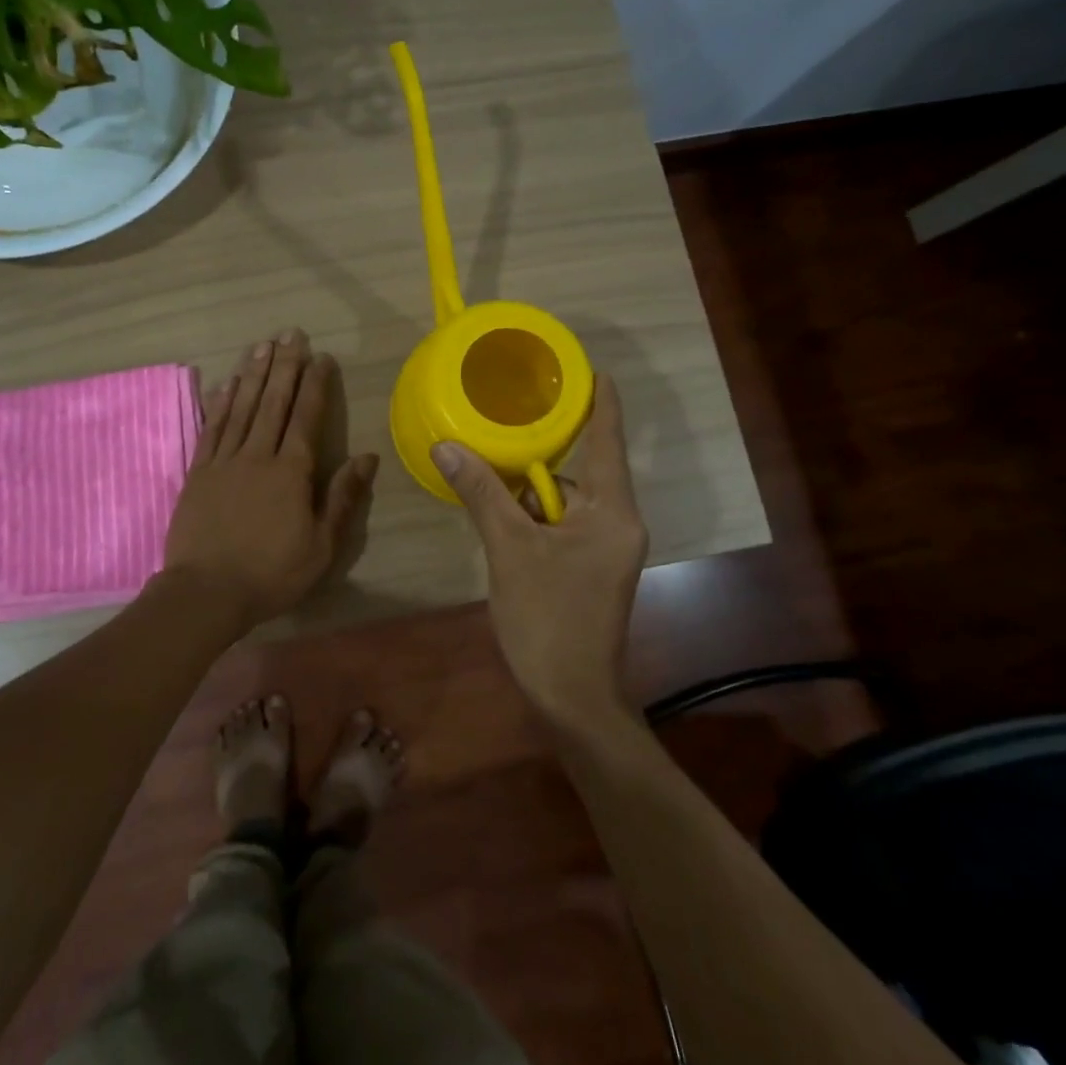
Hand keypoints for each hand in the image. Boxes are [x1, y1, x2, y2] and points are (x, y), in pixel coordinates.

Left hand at [164, 329, 378, 631]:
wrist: (206, 593)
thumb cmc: (271, 574)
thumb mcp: (321, 545)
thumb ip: (342, 497)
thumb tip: (367, 457)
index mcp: (291, 472)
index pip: (306, 418)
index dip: (315, 385)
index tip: (321, 357)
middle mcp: (257, 456)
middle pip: (272, 402)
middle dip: (284, 366)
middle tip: (290, 333)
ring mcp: (224, 462)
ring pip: (241, 408)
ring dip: (252, 375)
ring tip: (261, 346)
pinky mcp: (198, 473)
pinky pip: (211, 429)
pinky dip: (219, 404)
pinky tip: (225, 384)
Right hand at [432, 373, 648, 728]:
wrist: (572, 696)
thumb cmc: (548, 619)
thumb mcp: (509, 549)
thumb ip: (482, 493)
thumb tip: (446, 446)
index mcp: (611, 511)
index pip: (607, 440)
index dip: (600, 401)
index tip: (591, 368)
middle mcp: (619, 522)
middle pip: (580, 469)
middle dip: (541, 454)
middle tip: (502, 426)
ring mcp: (608, 547)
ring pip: (566, 500)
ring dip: (530, 491)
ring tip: (489, 475)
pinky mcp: (593, 566)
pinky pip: (563, 523)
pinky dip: (534, 516)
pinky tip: (502, 517)